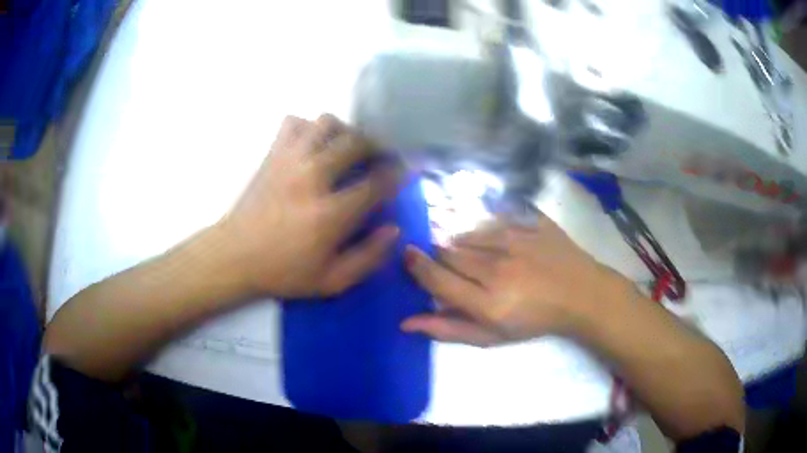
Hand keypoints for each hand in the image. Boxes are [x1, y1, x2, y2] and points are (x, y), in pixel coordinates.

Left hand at [215, 114, 399, 297]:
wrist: (235, 256)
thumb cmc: (283, 271)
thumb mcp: (332, 281)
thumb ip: (368, 257)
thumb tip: (394, 229)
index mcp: (331, 213)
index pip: (377, 181)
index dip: (397, 174)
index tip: (403, 173)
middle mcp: (313, 177)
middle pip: (356, 142)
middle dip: (377, 147)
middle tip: (378, 158)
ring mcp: (290, 160)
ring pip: (327, 122)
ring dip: (344, 131)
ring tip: (347, 147)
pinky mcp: (272, 154)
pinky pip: (294, 122)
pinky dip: (309, 127)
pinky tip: (313, 145)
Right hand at [401, 216, 630, 345]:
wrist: (581, 293)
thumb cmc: (535, 321)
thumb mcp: (492, 336)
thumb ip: (448, 329)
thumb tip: (406, 322)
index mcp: (487, 303)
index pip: (436, 278)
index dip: (416, 266)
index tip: (407, 257)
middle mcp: (497, 268)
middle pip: (447, 251)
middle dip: (439, 256)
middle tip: (450, 265)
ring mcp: (514, 240)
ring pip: (466, 234)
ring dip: (460, 243)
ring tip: (475, 256)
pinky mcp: (527, 223)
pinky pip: (490, 220)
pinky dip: (482, 230)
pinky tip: (492, 241)